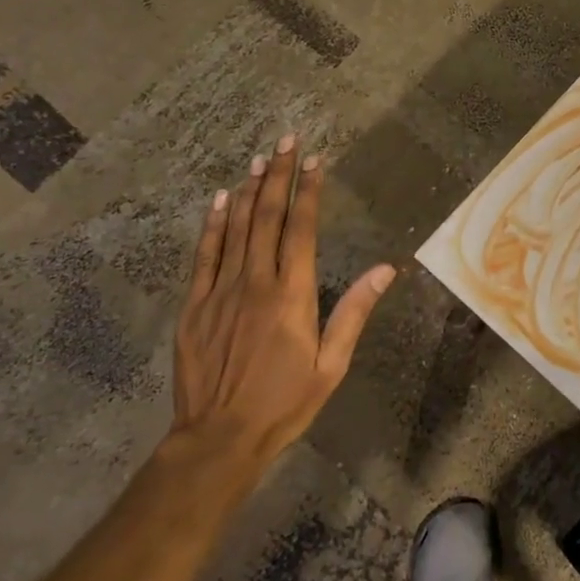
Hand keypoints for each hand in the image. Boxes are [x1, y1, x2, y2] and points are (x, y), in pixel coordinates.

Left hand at [170, 134, 394, 470]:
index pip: (301, 229)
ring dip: (250, 191)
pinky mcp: (194, 306)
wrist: (218, 439)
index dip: (309, 191)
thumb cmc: (284, 403)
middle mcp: (255, 283)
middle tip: (287, 142)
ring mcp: (220, 292)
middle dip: (279, 176)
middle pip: (268, 218)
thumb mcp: (331, 364)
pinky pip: (204, 255)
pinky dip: (213, 225)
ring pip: (236, 229)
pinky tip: (220, 201)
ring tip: (259, 159)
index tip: (315, 161)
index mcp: (292, 295)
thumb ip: (354, 312)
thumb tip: (386, 269)